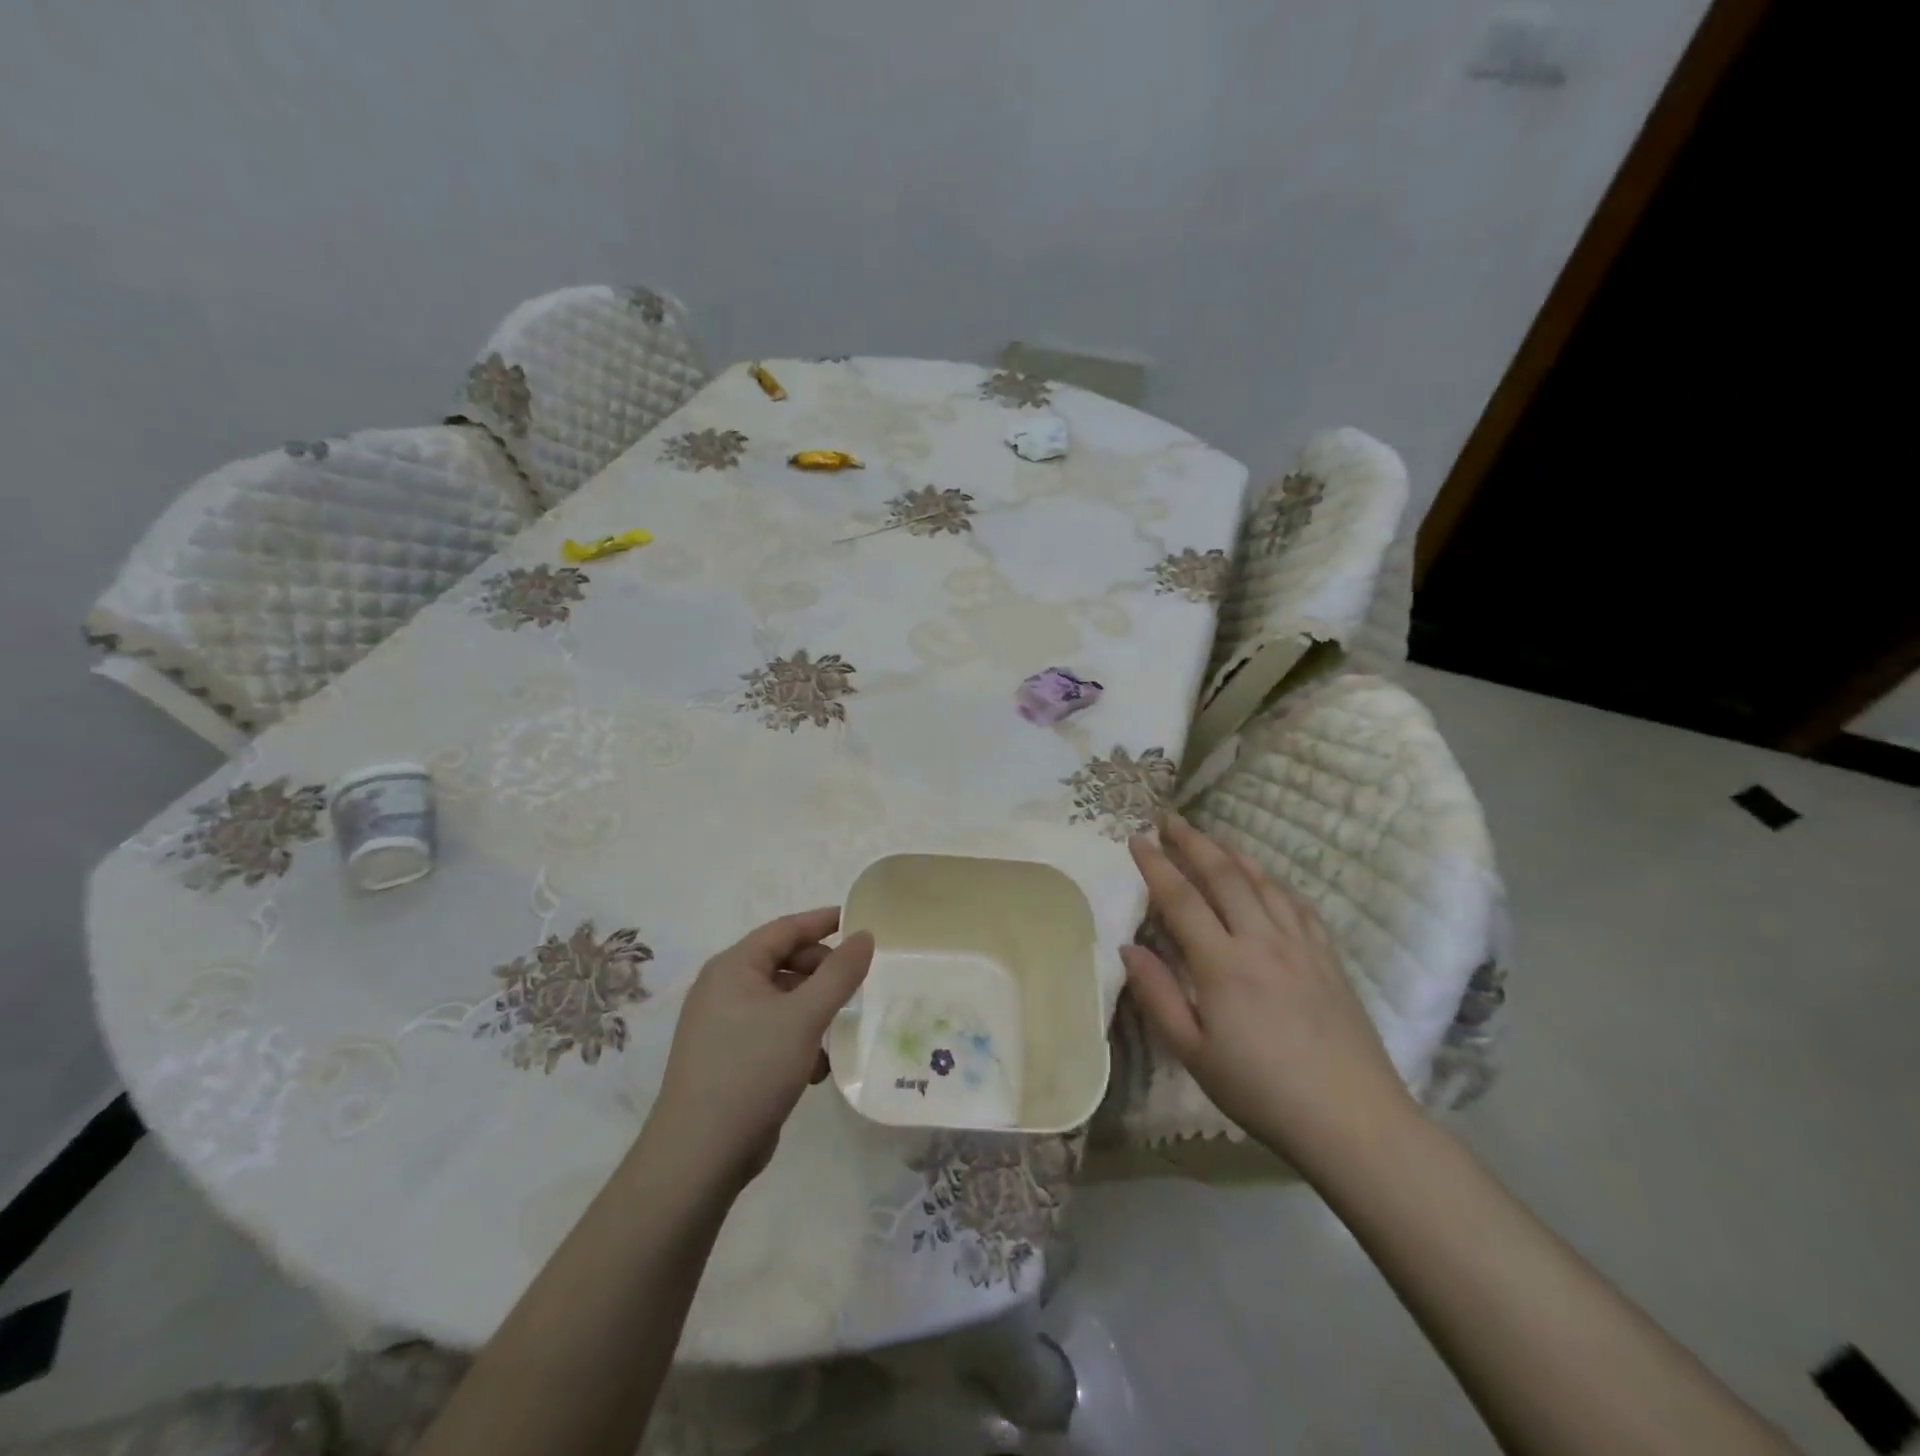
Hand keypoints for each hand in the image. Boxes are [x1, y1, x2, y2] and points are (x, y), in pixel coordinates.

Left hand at [647, 908, 873, 1190]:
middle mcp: (724, 988)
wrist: (698, 1157)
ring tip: (841, 1029)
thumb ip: (839, 973)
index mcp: (733, 967)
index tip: (862, 923)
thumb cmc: (751, 1070)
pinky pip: (773, 1031)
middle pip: (784, 962)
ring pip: (782, 1000)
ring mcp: (723, 1025)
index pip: (786, 929)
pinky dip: (799, 1039)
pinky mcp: (729, 1058)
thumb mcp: (804, 1017)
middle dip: (822, 972)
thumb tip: (864, 935)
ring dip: (814, 1010)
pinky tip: (817, 1067)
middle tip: (857, 986)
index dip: (825, 921)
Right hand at [1120, 815, 1412, 1172]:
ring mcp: (1300, 946)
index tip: (1135, 838)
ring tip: (1210, 838)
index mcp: (1222, 964)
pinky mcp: (1328, 958)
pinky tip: (1266, 881)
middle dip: (1193, 842)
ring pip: (1263, 883)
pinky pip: (1297, 905)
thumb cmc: (1262, 1091)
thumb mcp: (1194, 1054)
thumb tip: (1128, 947)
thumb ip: (1158, 995)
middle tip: (1169, 819)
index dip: (1156, 865)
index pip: (1181, 899)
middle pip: (1224, 875)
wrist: (1353, 1120)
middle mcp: (1261, 941)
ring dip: (1232, 854)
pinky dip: (1274, 882)